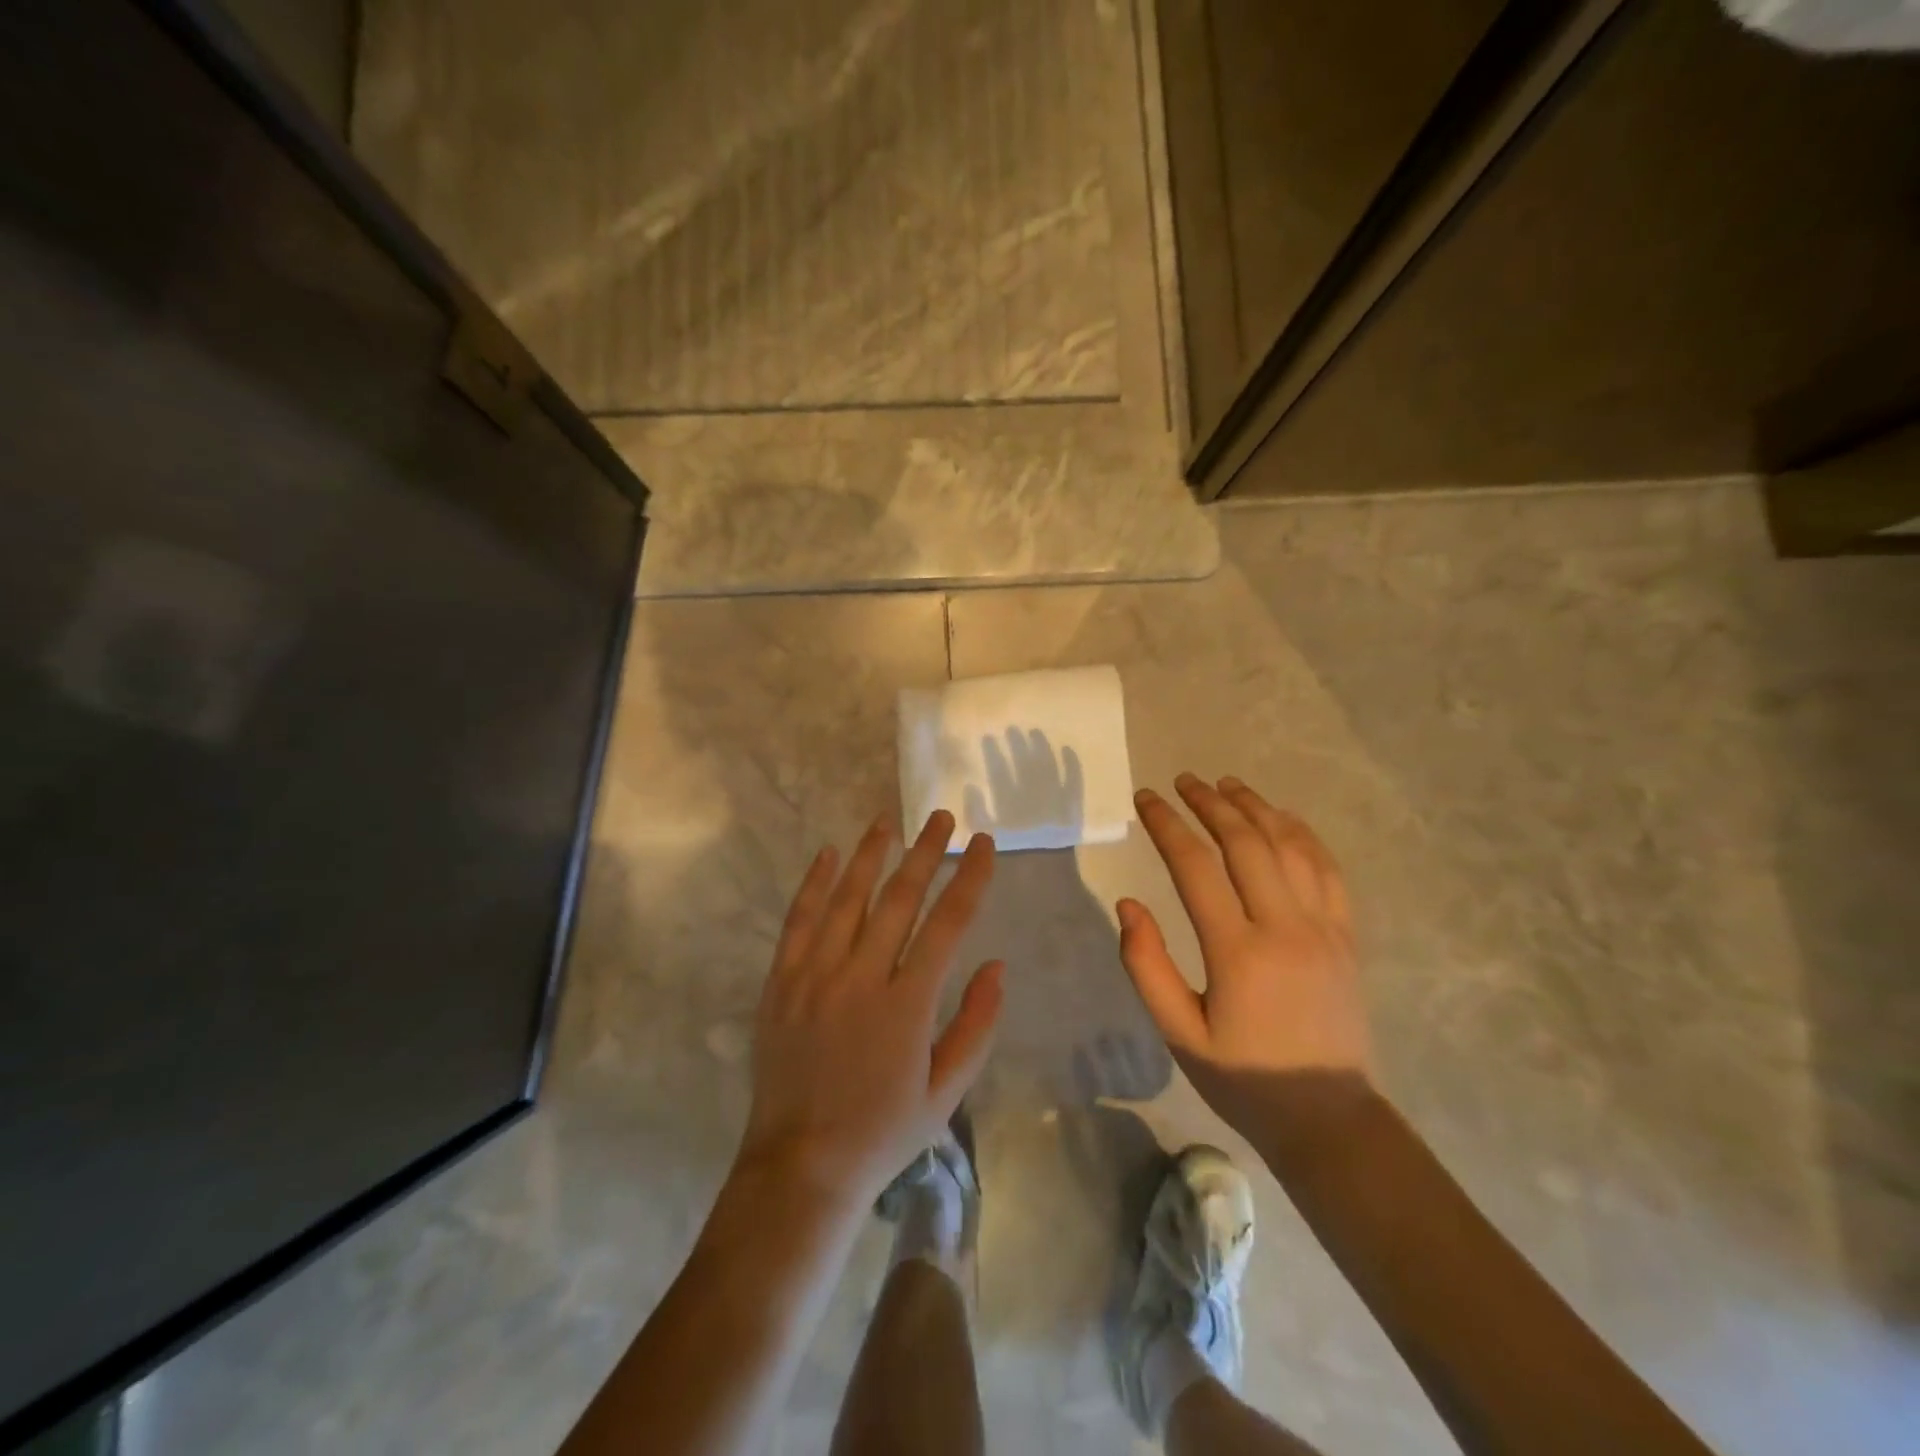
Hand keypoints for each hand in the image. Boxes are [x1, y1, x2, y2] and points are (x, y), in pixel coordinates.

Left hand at [736, 811, 1003, 1208]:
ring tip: (888, 821)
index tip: (983, 844)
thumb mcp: (946, 1091)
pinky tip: (827, 854)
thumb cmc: (883, 1131)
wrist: (801, 1165)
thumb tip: (998, 965)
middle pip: (899, 898)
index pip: (948, 923)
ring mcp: (815, 976)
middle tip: (941, 817)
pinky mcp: (781, 982)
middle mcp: (861, 978)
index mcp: (908, 1004)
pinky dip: (813, 884)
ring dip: (870, 855)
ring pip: (847, 898)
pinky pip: (798, 921)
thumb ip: (977, 1025)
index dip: (969, 878)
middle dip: (925, 852)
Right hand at [1117, 774, 1372, 1136]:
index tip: (1145, 798)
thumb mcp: (1179, 1034)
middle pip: (1246, 842)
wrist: (1328, 1116)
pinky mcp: (1346, 936)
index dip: (1166, 825)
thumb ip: (1147, 966)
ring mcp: (1324, 928)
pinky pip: (1328, 869)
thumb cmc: (1243, 1078)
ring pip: (1291, 846)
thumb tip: (1127, 905)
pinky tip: (1283, 818)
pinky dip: (1303, 834)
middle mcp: (1285, 927)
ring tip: (1228, 784)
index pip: (1195, 867)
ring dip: (1257, 808)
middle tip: (1184, 781)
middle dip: (1211, 803)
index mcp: (1238, 952)